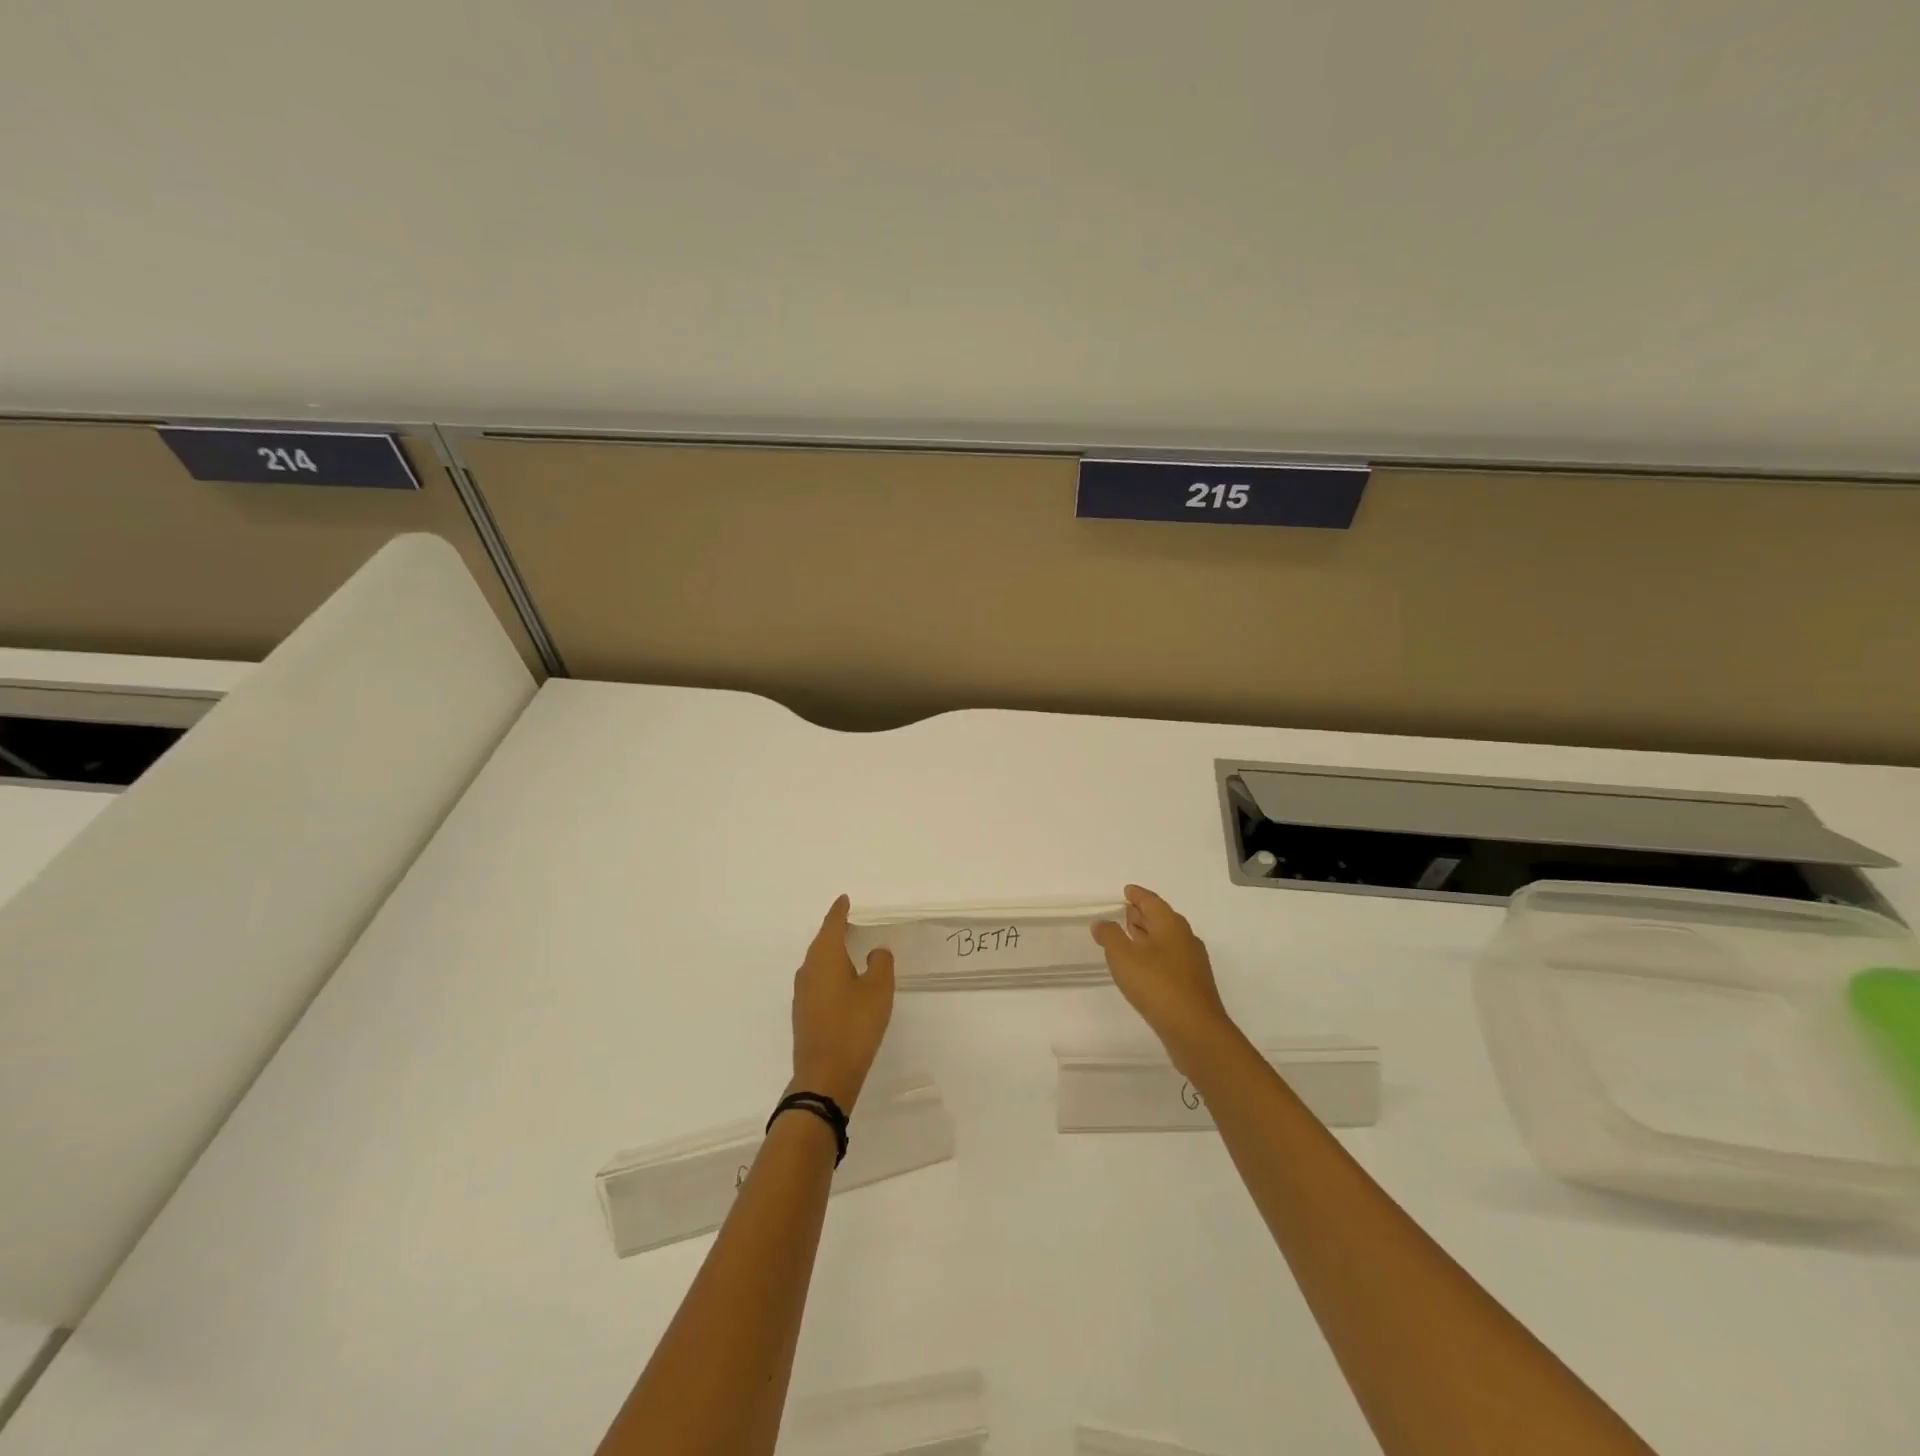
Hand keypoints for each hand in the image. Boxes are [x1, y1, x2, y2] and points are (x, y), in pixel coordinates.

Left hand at [790, 895, 895, 1110]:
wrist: (825, 1075)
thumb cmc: (854, 1026)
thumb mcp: (878, 991)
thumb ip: (880, 964)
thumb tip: (875, 952)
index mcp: (825, 957)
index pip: (832, 925)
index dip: (839, 911)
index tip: (844, 900)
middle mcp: (808, 969)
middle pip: (822, 942)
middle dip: (835, 930)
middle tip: (850, 921)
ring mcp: (802, 993)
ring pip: (817, 962)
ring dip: (832, 953)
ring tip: (849, 949)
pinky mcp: (803, 1012)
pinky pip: (817, 980)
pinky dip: (829, 973)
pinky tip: (841, 982)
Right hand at [1092, 885, 1238, 1074]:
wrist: (1195, 1030)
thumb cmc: (1157, 985)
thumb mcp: (1123, 956)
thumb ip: (1109, 935)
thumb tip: (1102, 922)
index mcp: (1170, 925)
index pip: (1152, 901)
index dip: (1137, 895)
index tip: (1126, 891)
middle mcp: (1184, 938)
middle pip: (1161, 918)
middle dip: (1142, 914)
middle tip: (1124, 911)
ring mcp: (1191, 963)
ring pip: (1166, 940)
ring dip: (1147, 935)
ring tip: (1128, 936)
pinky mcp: (1191, 984)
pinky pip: (1169, 959)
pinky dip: (1153, 955)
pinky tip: (1142, 967)